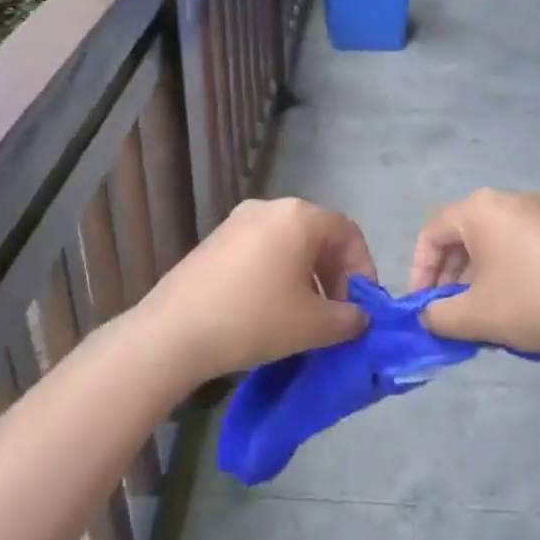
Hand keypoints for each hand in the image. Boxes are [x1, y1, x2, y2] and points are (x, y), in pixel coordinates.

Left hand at [141, 198, 376, 379]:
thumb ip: (348, 319)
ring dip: (306, 276)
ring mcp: (237, 221)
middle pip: (317, 236)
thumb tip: (357, 317)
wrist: (175, 331)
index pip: (348, 233)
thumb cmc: (255, 318)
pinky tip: (269, 310)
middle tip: (336, 313)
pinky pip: (260, 251)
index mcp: (299, 217)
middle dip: (334, 274)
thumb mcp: (314, 325)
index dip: (363, 268)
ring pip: (288, 244)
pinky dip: (276, 274)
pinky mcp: (214, 240)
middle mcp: (269, 208)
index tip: (362, 305)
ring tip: (304, 317)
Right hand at [409, 189, 539, 356]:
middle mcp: (509, 199)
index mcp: (479, 209)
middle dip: (450, 276)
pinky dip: (509, 271)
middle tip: (450, 312)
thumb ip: (439, 316)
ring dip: (478, 277)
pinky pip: (523, 246)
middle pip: (463, 235)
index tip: (422, 307)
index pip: (431, 233)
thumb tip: (429, 315)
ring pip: (494, 242)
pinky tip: (521, 305)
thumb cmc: (535, 302)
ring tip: (485, 314)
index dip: (418, 271)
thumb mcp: (476, 316)